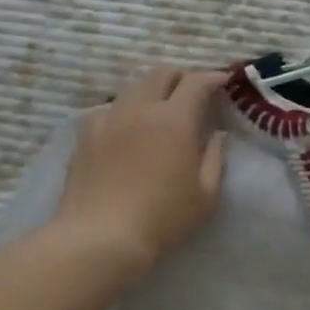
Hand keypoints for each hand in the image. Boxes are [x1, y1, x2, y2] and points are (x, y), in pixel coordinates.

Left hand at [53, 67, 226, 276]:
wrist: (100, 237)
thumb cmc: (162, 218)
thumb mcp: (205, 195)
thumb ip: (214, 158)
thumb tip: (217, 135)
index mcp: (175, 119)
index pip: (197, 82)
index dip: (213, 77)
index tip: (223, 81)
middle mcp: (141, 108)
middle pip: (162, 73)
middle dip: (181, 77)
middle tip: (192, 93)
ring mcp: (109, 118)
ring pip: (133, 87)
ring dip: (152, 91)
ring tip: (158, 110)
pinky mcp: (85, 134)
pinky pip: (109, 109)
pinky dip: (124, 111)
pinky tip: (126, 130)